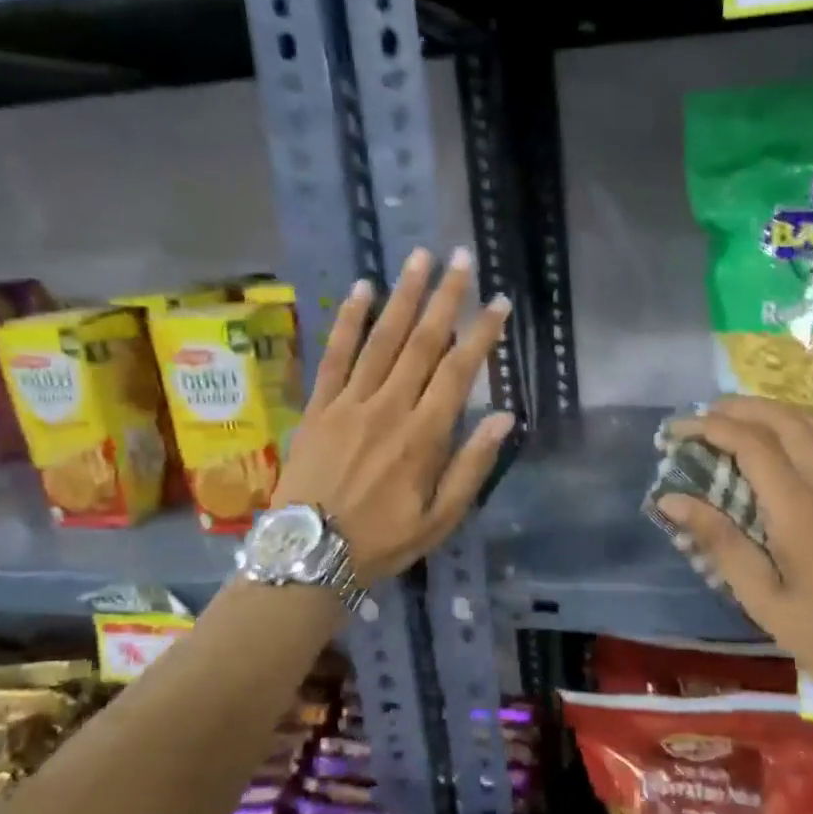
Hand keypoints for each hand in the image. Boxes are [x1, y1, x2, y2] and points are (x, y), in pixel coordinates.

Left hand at [274, 247, 513, 583]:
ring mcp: (349, 403)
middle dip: (445, 298)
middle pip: (422, 343)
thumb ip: (472, 466)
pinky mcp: (318, 406)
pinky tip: (362, 289)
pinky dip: (348, 321)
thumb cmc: (382, 542)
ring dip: (403, 296)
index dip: (481, 334)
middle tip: (461, 258)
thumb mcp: (441, 519)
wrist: (307, 556)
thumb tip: (505, 417)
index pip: (459, 372)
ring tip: (420, 257)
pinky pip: (334, 355)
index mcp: (423, 437)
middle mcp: (389, 408)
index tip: (498, 302)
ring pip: (381, 339)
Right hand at [658, 396, 812, 694]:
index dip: (710, 428)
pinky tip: (798, 442)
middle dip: (739, 408)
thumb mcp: (763, 600)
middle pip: (785, 420)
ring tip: (745, 423)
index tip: (676, 432)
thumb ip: (719, 543)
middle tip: (703, 418)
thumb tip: (671, 499)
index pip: (751, 444)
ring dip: (777, 411)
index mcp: (798, 509)